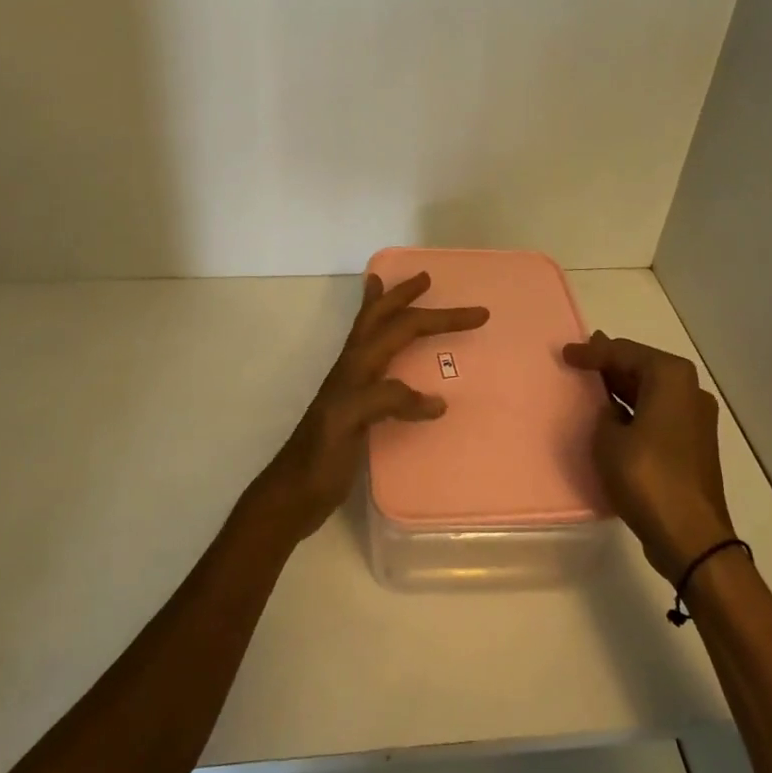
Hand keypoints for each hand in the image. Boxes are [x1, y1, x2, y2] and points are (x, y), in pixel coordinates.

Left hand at [253, 272, 489, 541]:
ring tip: (391, 291)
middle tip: (426, 278)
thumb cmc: (319, 459)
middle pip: (379, 319)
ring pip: (371, 335)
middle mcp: (353, 368)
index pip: (402, 328)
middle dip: (403, 296)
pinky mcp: (354, 408)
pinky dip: (385, 347)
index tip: (479, 314)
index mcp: (356, 365)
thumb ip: (386, 400)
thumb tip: (436, 400)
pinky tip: (394, 360)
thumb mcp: (349, 422)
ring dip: (386, 310)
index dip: (440, 318)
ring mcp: (351, 386)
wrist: (292, 494)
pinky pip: (377, 365)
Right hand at [562, 331, 733, 583]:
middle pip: (643, 367)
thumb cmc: (647, 477)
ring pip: (651, 391)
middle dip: (610, 364)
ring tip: (591, 383)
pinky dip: (635, 409)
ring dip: (622, 387)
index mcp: (671, 378)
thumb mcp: (609, 437)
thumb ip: (605, 412)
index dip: (592, 352)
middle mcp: (690, 390)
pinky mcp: (693, 444)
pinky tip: (612, 415)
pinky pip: (658, 413)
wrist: (690, 536)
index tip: (566, 353)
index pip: (625, 352)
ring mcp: (696, 418)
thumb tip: (612, 409)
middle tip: (579, 360)